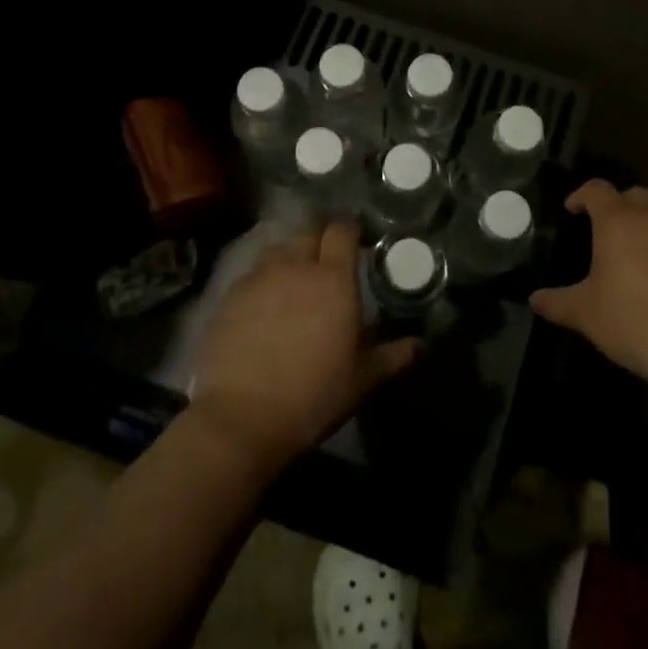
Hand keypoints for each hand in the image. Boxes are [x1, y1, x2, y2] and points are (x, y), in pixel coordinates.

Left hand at [192, 222, 418, 468]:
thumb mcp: (361, 380)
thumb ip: (391, 356)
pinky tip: (265, 305)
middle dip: (320, 237)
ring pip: (278, 249)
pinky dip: (263, 279)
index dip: (350, 229)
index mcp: (333, 279)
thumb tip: (419, 345)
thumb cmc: (312, 396)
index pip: (342, 230)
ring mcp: (257, 278)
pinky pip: (252, 274)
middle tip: (328, 259)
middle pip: (308, 230)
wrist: (240, 419)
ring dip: (291, 256)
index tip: (357, 240)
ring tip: (296, 279)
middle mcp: (295, 266)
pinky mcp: (228, 296)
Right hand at [530, 180, 647, 396]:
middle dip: (617, 205)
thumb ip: (557, 302)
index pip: (597, 190)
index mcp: (619, 221)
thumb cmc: (635, 323)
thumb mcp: (586, 315)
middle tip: (604, 229)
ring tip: (633, 252)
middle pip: (633, 195)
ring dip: (646, 224)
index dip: (581, 195)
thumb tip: (534, 299)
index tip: (571, 209)